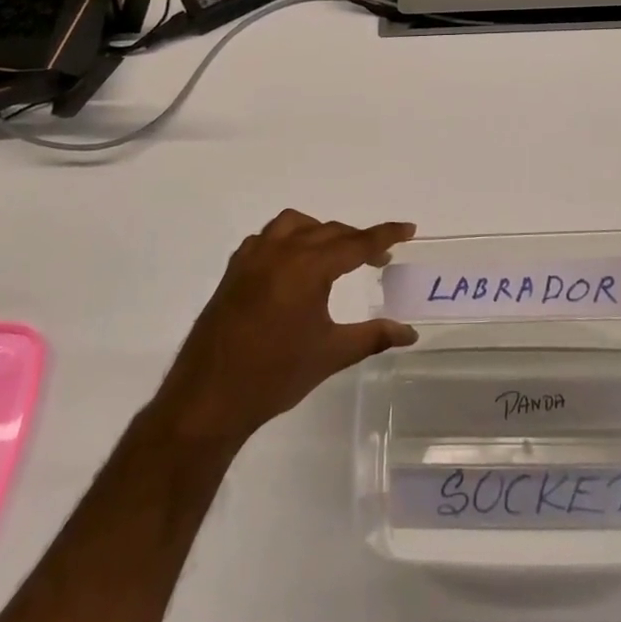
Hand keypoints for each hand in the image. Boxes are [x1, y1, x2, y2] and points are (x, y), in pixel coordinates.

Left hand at [152, 210, 417, 450]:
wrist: (210, 397)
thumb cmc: (275, 375)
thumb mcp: (331, 354)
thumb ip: (373, 336)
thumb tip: (409, 332)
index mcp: (307, 268)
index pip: (356, 243)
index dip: (385, 235)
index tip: (409, 229)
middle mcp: (280, 251)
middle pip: (328, 231)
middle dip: (356, 239)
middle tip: (378, 257)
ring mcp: (253, 258)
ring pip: (293, 224)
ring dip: (319, 231)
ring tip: (334, 254)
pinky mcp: (234, 270)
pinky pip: (266, 237)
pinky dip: (287, 239)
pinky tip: (292, 263)